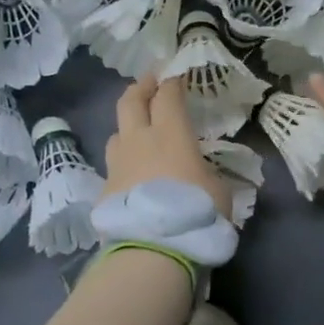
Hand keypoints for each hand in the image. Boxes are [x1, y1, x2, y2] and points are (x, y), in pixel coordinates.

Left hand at [101, 76, 233, 219]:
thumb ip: (207, 173)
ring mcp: (117, 163)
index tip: (176, 76)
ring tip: (138, 131)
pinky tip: (132, 173)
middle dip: (141, 87)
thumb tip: (200, 174)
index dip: (172, 82)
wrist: (153, 248)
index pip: (167, 95)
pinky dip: (124, 161)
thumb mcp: (218, 190)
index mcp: (171, 134)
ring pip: (117, 131)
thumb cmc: (195, 213)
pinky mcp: (105, 188)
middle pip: (131, 100)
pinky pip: (113, 164)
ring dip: (128, 125)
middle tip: (149, 83)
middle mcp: (139, 140)